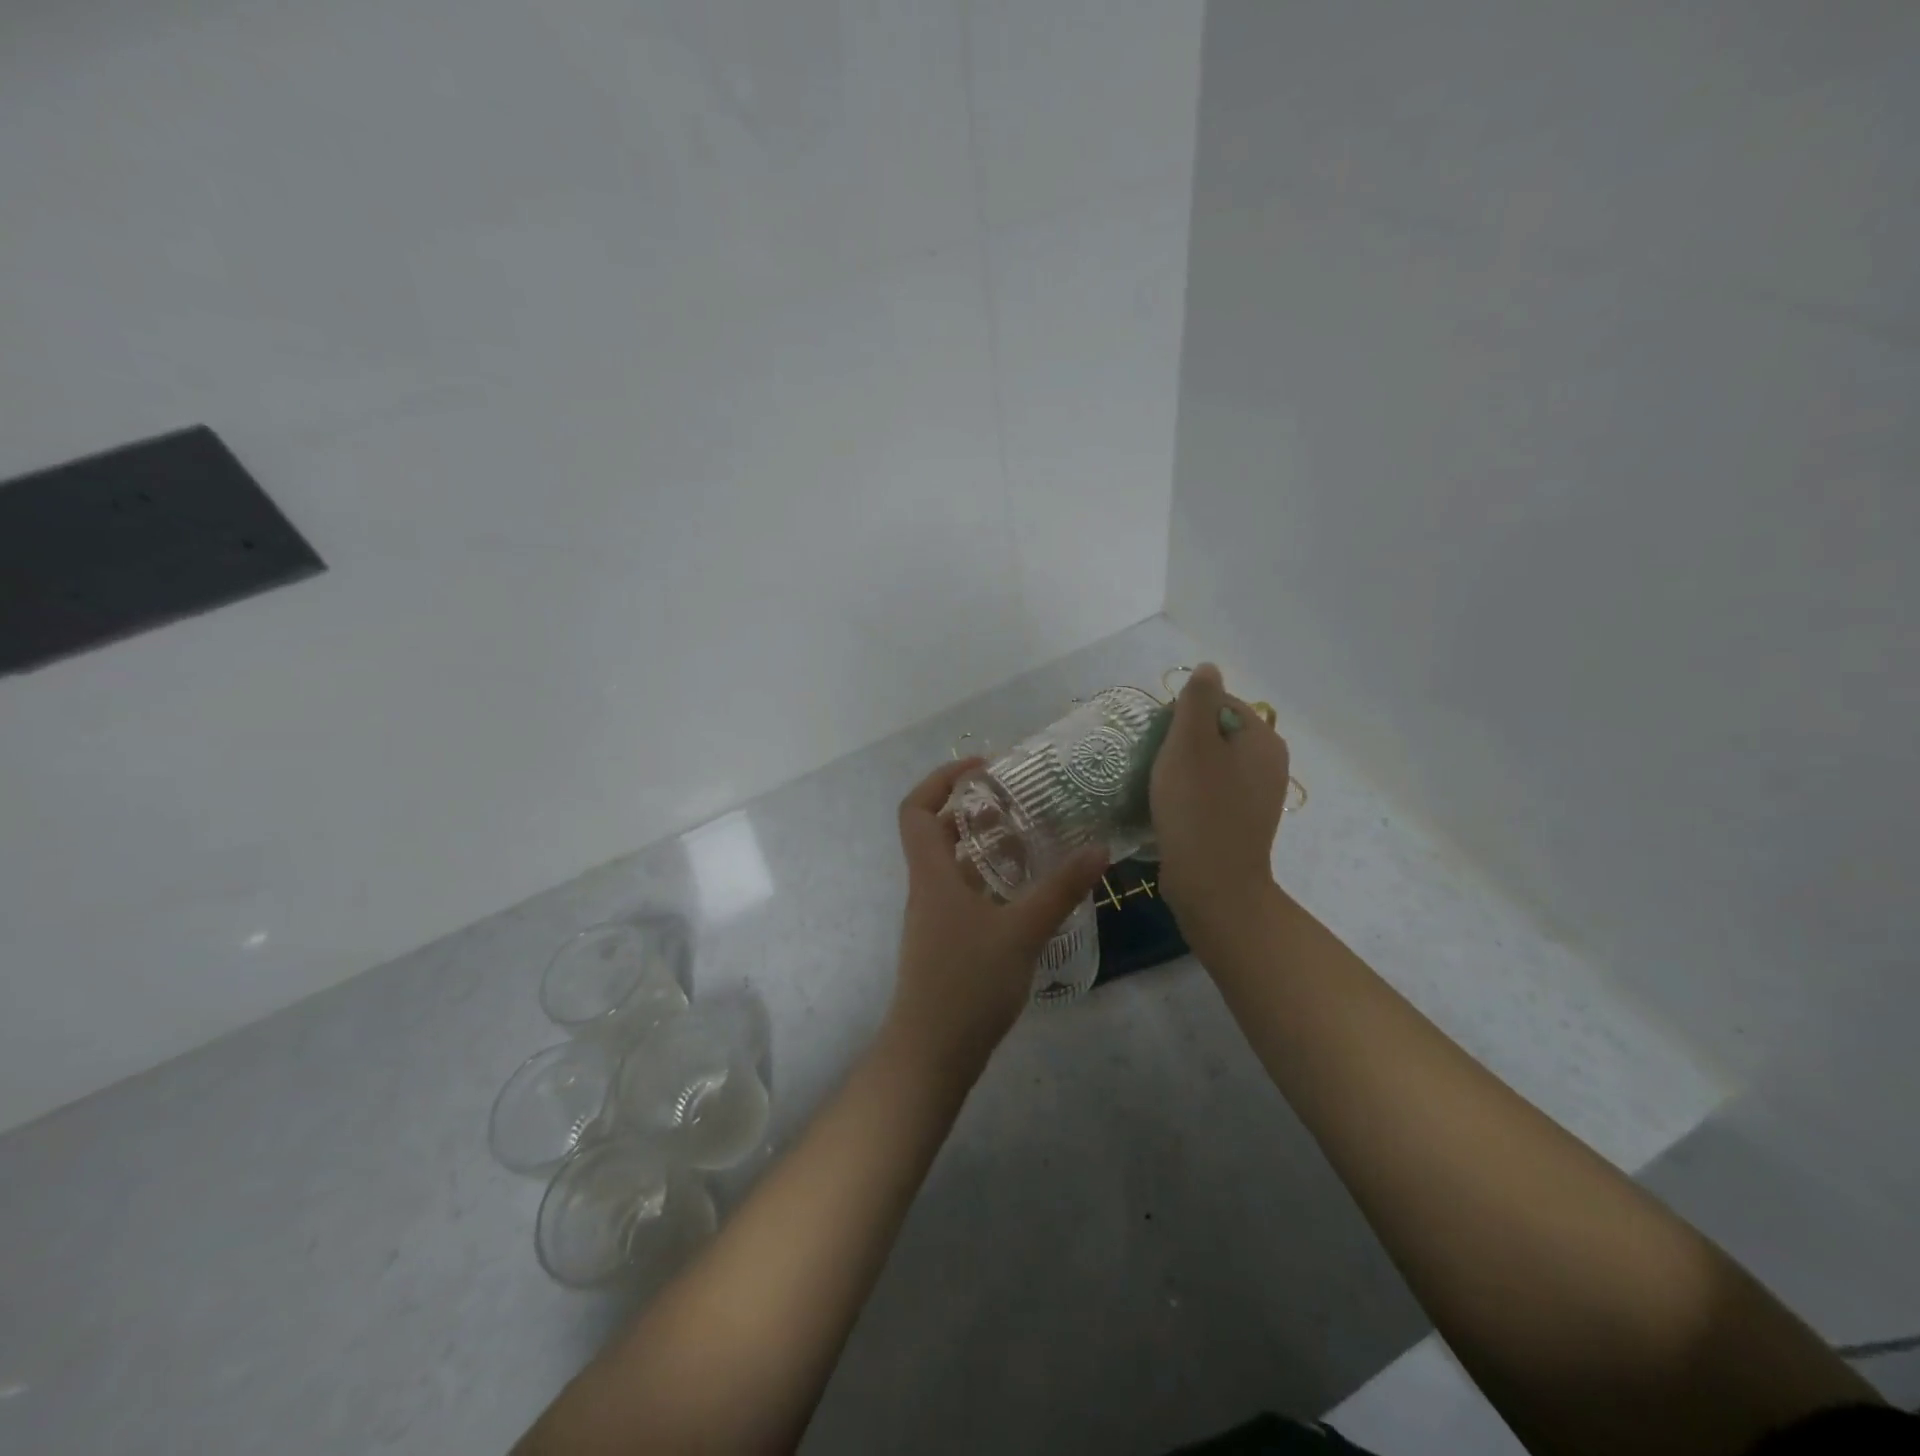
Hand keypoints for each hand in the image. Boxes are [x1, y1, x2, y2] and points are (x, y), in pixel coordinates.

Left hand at [888, 759, 1109, 1075]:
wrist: (931, 1055)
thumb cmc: (968, 984)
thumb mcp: (1022, 932)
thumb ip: (1060, 890)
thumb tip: (1099, 850)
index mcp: (932, 875)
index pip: (916, 809)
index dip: (941, 780)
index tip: (982, 769)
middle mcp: (927, 889)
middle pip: (937, 833)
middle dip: (972, 811)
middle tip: (1017, 802)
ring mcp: (935, 919)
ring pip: (954, 867)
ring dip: (985, 849)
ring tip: (1031, 840)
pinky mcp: (947, 944)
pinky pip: (965, 896)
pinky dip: (991, 883)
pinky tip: (1027, 893)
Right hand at [1149, 663, 1290, 938]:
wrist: (1213, 885)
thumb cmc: (1197, 808)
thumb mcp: (1189, 743)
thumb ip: (1197, 699)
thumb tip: (1209, 668)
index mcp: (1262, 738)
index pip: (1219, 702)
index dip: (1183, 714)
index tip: (1160, 740)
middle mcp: (1269, 763)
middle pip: (1216, 732)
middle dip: (1182, 742)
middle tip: (1155, 763)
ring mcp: (1258, 796)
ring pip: (1212, 764)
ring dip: (1183, 768)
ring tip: (1158, 785)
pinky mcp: (1243, 822)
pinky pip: (1214, 792)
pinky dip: (1192, 794)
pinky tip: (1172, 808)